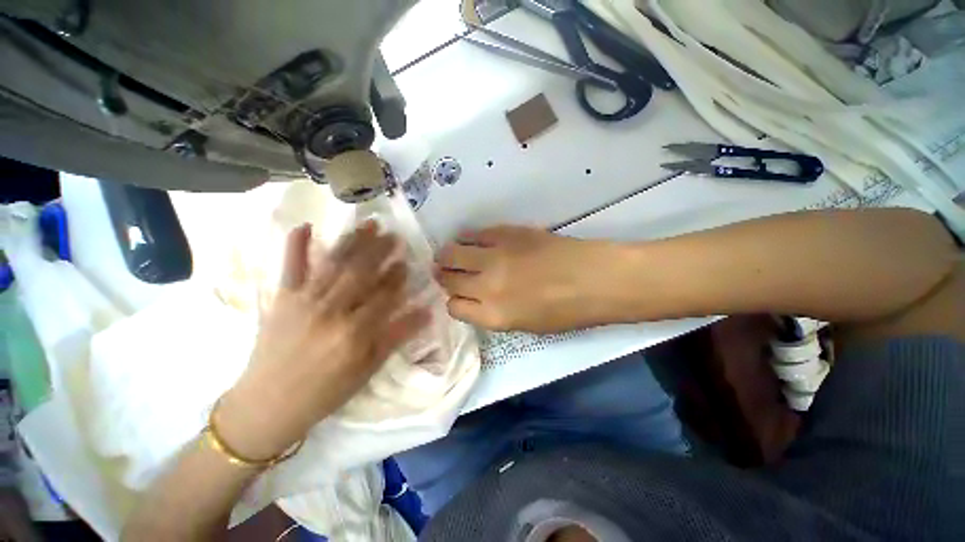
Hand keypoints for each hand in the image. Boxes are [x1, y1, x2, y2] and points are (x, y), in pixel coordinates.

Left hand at [218, 222, 429, 460]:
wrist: (267, 405)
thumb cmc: (326, 391)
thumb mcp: (369, 368)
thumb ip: (397, 336)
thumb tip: (426, 312)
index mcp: (355, 331)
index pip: (384, 295)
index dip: (397, 277)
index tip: (407, 261)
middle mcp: (331, 310)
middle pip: (362, 273)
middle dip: (380, 251)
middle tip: (394, 235)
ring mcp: (303, 301)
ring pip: (334, 264)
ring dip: (353, 242)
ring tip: (369, 225)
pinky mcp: (281, 299)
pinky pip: (290, 267)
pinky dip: (296, 246)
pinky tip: (305, 226)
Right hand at [435, 226, 625, 332]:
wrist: (594, 278)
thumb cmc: (566, 311)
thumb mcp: (525, 325)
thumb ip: (494, 313)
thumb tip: (476, 298)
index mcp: (493, 315)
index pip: (454, 307)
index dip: (454, 301)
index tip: (458, 295)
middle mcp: (487, 286)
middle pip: (449, 279)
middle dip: (444, 276)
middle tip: (444, 271)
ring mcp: (495, 256)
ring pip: (453, 253)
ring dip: (447, 255)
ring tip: (449, 254)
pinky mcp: (505, 233)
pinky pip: (474, 234)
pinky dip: (466, 238)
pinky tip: (469, 240)